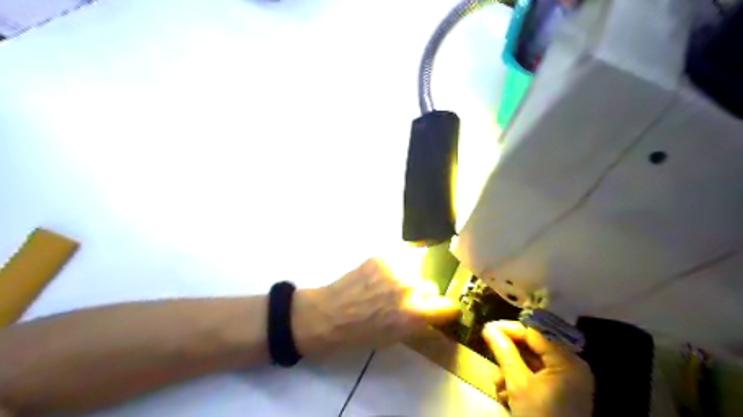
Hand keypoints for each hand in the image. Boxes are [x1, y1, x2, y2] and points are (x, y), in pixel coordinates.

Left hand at [295, 257, 459, 354]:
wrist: (330, 313)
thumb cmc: (361, 334)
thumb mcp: (395, 337)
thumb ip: (418, 323)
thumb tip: (432, 315)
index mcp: (415, 314)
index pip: (449, 306)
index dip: (446, 310)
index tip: (443, 311)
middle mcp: (410, 288)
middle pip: (431, 287)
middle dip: (423, 295)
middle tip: (406, 300)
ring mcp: (396, 269)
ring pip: (414, 272)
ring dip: (407, 280)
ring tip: (388, 287)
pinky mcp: (382, 257)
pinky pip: (397, 261)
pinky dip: (392, 269)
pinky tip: (377, 277)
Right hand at [486, 321, 595, 416]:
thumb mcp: (518, 383)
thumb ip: (504, 351)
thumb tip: (488, 327)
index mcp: (568, 361)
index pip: (534, 333)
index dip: (509, 329)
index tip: (486, 328)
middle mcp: (571, 366)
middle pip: (533, 347)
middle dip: (509, 354)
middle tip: (489, 354)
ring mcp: (567, 380)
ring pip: (532, 362)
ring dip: (511, 369)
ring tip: (498, 383)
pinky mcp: (560, 392)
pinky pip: (537, 376)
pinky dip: (520, 380)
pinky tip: (506, 393)